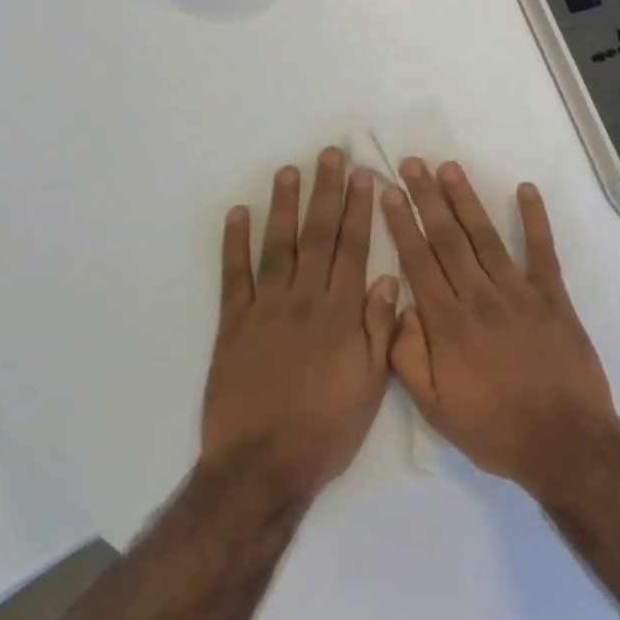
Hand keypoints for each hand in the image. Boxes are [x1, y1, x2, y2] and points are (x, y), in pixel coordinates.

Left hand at [203, 149, 398, 500]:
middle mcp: (305, 299)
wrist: (264, 463)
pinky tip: (238, 214)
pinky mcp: (232, 323)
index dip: (360, 210)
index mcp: (341, 313)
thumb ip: (380, 327)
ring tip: (289, 170)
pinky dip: (234, 243)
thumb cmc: (327, 428)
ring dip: (284, 205)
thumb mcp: (372, 383)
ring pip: (278, 245)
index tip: (364, 176)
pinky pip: (234, 275)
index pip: (353, 248)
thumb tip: (387, 277)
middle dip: (326, 192)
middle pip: (318, 236)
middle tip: (330, 156)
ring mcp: (265, 308)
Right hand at [382, 159, 619, 493]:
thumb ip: (407, 357)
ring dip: (466, 199)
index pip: (418, 261)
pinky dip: (535, 218)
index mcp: (447, 323)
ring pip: (485, 236)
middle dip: (427, 198)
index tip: (390, 193)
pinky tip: (526, 189)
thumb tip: (399, 308)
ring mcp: (518, 292)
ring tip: (449, 168)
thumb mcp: (433, 408)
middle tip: (413, 164)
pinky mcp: (553, 296)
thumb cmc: (493, 428)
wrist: (563, 442)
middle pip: (447, 238)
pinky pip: (542, 249)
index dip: (402, 223)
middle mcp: (479, 296)